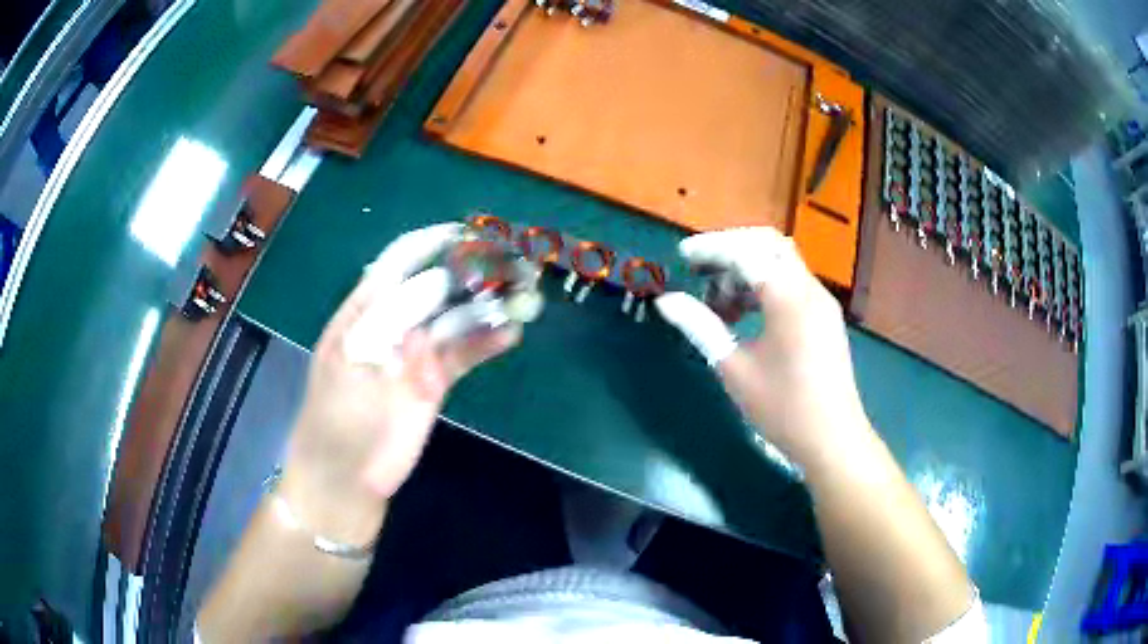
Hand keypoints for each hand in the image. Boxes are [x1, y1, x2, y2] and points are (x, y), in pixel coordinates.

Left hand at [281, 224, 521, 541]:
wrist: (345, 476)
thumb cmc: (335, 416)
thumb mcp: (351, 361)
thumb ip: (390, 318)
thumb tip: (437, 281)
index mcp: (364, 311)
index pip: (396, 265)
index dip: (427, 244)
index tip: (463, 233)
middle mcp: (394, 324)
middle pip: (435, 287)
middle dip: (468, 272)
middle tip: (508, 263)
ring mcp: (416, 353)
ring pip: (455, 319)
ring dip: (486, 306)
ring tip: (521, 296)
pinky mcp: (435, 381)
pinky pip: (465, 354)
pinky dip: (487, 342)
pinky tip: (510, 334)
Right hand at [655, 227, 867, 465]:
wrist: (832, 439)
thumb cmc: (782, 408)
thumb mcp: (734, 368)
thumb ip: (700, 326)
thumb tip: (666, 302)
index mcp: (788, 297)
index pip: (745, 252)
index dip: (711, 248)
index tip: (683, 256)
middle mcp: (809, 289)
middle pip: (767, 245)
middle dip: (731, 250)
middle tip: (701, 271)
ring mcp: (821, 302)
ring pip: (781, 262)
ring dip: (748, 270)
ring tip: (719, 304)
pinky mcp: (824, 317)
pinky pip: (792, 283)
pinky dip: (765, 285)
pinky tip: (745, 315)